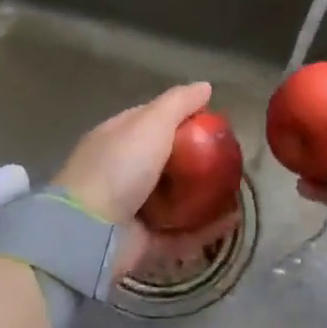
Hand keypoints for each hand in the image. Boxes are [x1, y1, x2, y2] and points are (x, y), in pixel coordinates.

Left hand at [55, 82, 241, 279]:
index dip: (181, 116)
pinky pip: (182, 234)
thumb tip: (206, 86)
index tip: (212, 121)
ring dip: (204, 195)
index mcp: (117, 138)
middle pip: (166, 160)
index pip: (151, 120)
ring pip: (175, 198)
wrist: (90, 232)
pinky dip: (206, 229)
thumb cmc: (119, 167)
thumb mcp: (150, 124)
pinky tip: (233, 221)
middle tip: (230, 157)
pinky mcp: (145, 242)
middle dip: (197, 158)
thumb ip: (178, 103)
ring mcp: (133, 209)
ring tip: (236, 189)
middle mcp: (123, 171)